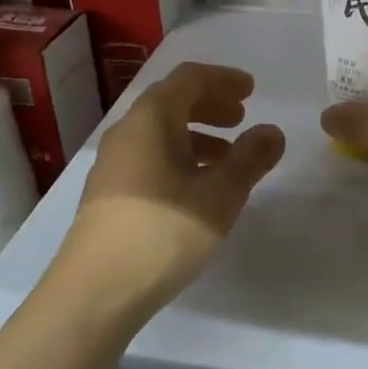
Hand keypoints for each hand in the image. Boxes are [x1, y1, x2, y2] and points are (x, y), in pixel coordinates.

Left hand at [63, 63, 284, 307]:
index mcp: (151, 119)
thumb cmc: (164, 232)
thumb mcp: (220, 195)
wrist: (95, 290)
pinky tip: (197, 188)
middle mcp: (127, 132)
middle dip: (210, 104)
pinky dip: (179, 158)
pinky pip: (150, 157)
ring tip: (227, 158)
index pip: (189, 78)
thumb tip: (272, 132)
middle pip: (172, 101)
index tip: (252, 90)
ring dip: (197, 134)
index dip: (223, 78)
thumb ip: (250, 159)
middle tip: (242, 118)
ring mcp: (113, 163)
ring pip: (160, 132)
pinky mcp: (109, 193)